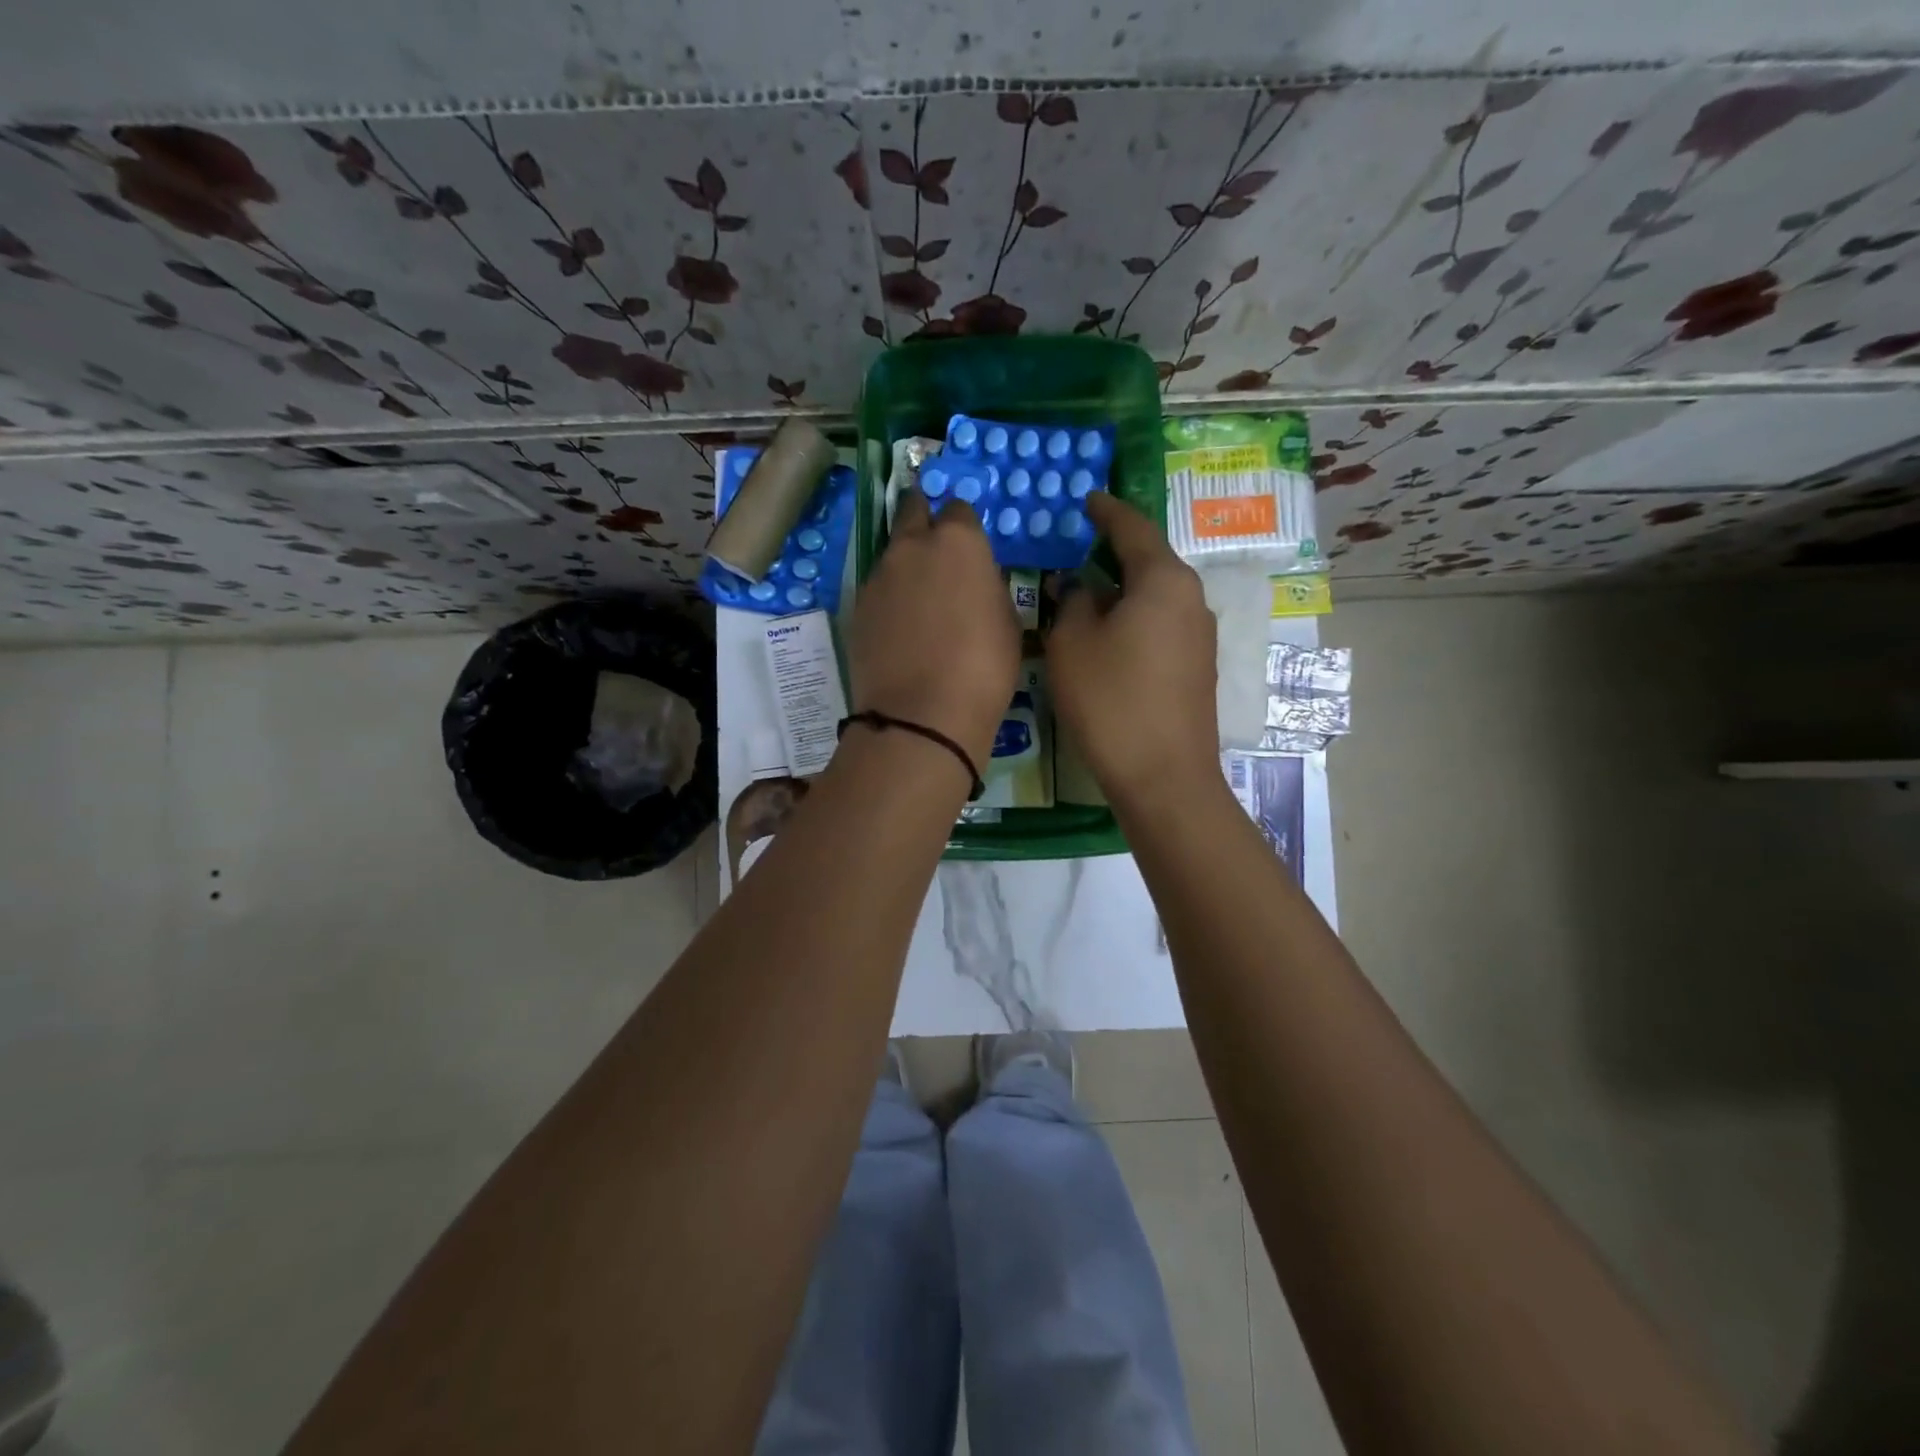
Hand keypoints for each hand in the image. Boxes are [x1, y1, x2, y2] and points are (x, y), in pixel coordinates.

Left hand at [847, 488, 1020, 770]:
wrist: (922, 715)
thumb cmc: (983, 668)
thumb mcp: (1008, 622)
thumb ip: (988, 586)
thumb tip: (975, 581)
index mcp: (958, 541)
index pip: (959, 510)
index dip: (965, 527)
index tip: (970, 549)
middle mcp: (912, 547)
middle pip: (913, 513)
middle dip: (923, 520)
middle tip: (936, 549)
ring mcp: (878, 576)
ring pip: (893, 554)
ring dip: (906, 565)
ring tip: (920, 601)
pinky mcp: (857, 607)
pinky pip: (878, 590)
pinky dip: (890, 598)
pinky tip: (900, 628)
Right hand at [1046, 492, 1218, 806]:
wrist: (1163, 776)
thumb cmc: (1111, 701)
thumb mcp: (1072, 644)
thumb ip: (1071, 602)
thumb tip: (1076, 584)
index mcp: (1163, 580)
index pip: (1132, 528)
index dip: (1106, 511)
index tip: (1088, 499)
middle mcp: (1191, 599)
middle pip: (1149, 562)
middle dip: (1112, 553)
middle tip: (1076, 549)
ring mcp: (1201, 636)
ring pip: (1155, 596)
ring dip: (1121, 591)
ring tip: (1085, 596)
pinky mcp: (1198, 668)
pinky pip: (1162, 626)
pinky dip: (1134, 619)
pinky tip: (1109, 637)